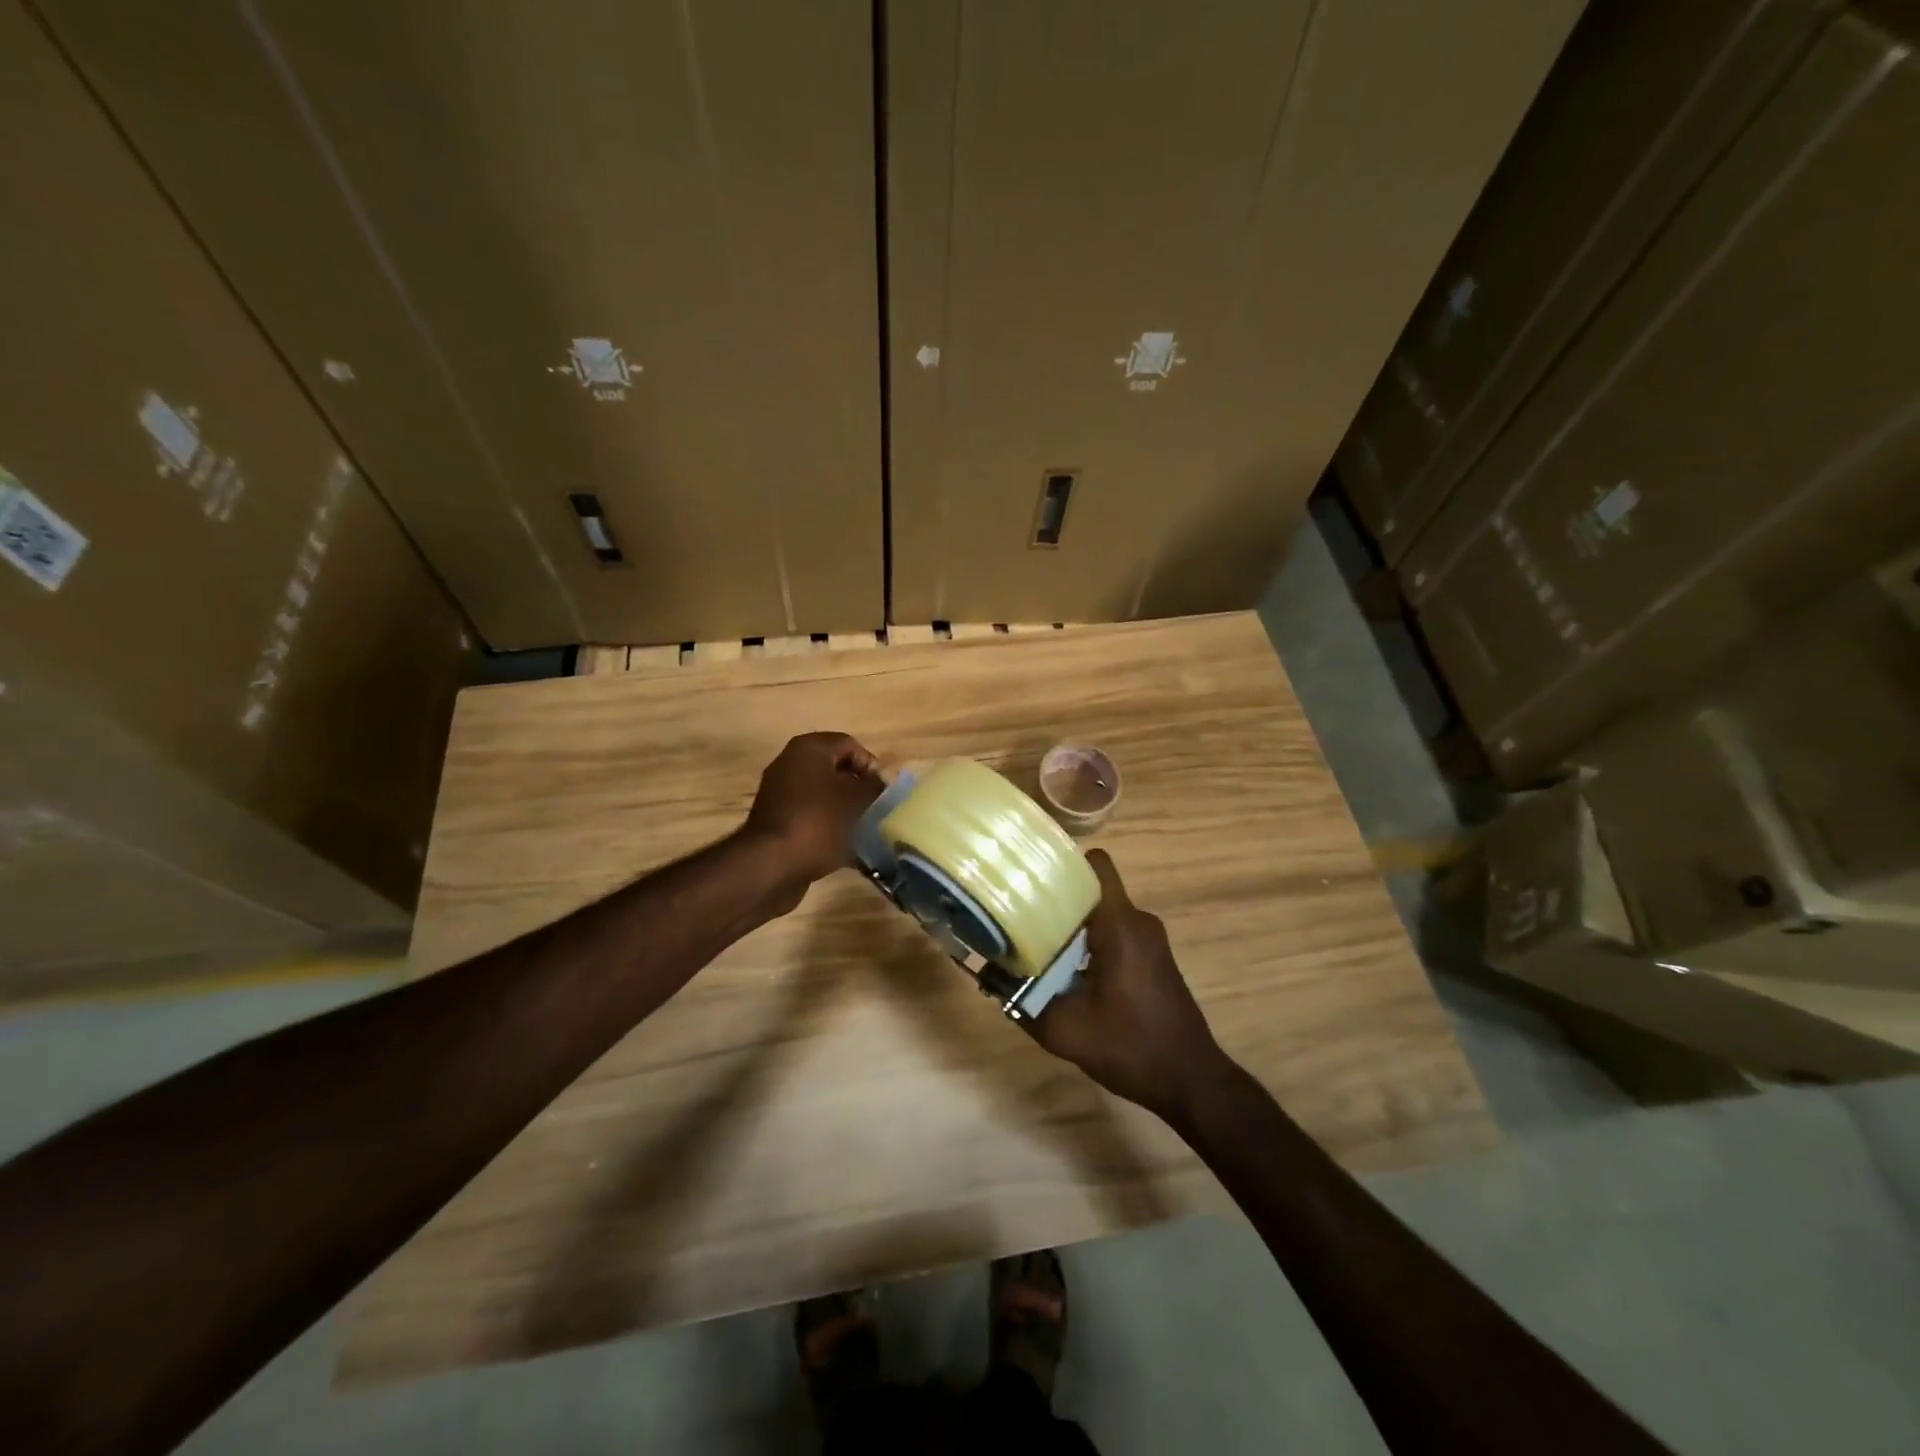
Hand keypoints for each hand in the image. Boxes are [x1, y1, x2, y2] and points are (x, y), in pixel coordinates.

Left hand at [743, 732, 885, 886]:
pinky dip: (831, 827)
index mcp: (809, 749)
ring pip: (825, 795)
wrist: (770, 866)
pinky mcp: (780, 821)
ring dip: (848, 810)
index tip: (884, 790)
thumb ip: (874, 788)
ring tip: (869, 830)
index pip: (849, 745)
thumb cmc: (817, 823)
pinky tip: (851, 849)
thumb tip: (884, 783)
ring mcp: (782, 793)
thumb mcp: (855, 802)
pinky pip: (813, 816)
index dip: (872, 765)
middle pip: (837, 770)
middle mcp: (791, 764)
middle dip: (860, 789)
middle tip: (879, 809)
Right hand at [1025, 850, 1226, 1124]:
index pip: (1095, 864)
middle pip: (1092, 888)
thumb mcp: (1064, 1030)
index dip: (1062, 863)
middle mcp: (1138, 921)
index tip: (1030, 878)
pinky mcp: (1153, 956)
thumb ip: (1022, 1000)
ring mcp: (1150, 938)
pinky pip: (1114, 931)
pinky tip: (1066, 969)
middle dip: (1057, 898)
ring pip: (1102, 911)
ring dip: (1072, 924)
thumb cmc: (1130, 1047)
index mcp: (1120, 925)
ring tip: (1036, 942)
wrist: (1189, 1080)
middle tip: (1019, 914)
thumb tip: (986, 976)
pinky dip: (1089, 940)